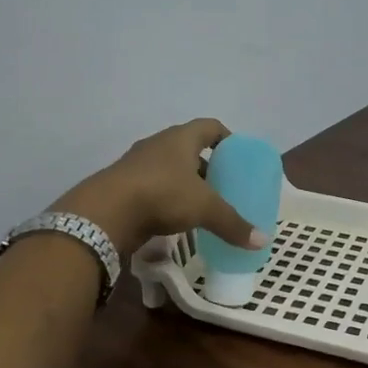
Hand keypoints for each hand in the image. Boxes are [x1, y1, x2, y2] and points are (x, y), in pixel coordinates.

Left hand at [56, 118, 265, 256]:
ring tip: (202, 203)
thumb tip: (262, 240)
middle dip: (207, 165)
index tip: (239, 156)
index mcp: (181, 138)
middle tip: (224, 184)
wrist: (105, 212)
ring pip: (169, 168)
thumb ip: (233, 223)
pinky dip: (166, 197)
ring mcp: (137, 164)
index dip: (227, 138)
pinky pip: (153, 186)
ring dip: (185, 182)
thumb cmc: (162, 195)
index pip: (210, 127)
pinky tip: (175, 217)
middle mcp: (159, 144)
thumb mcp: (204, 208)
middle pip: (189, 148)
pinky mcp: (123, 185)